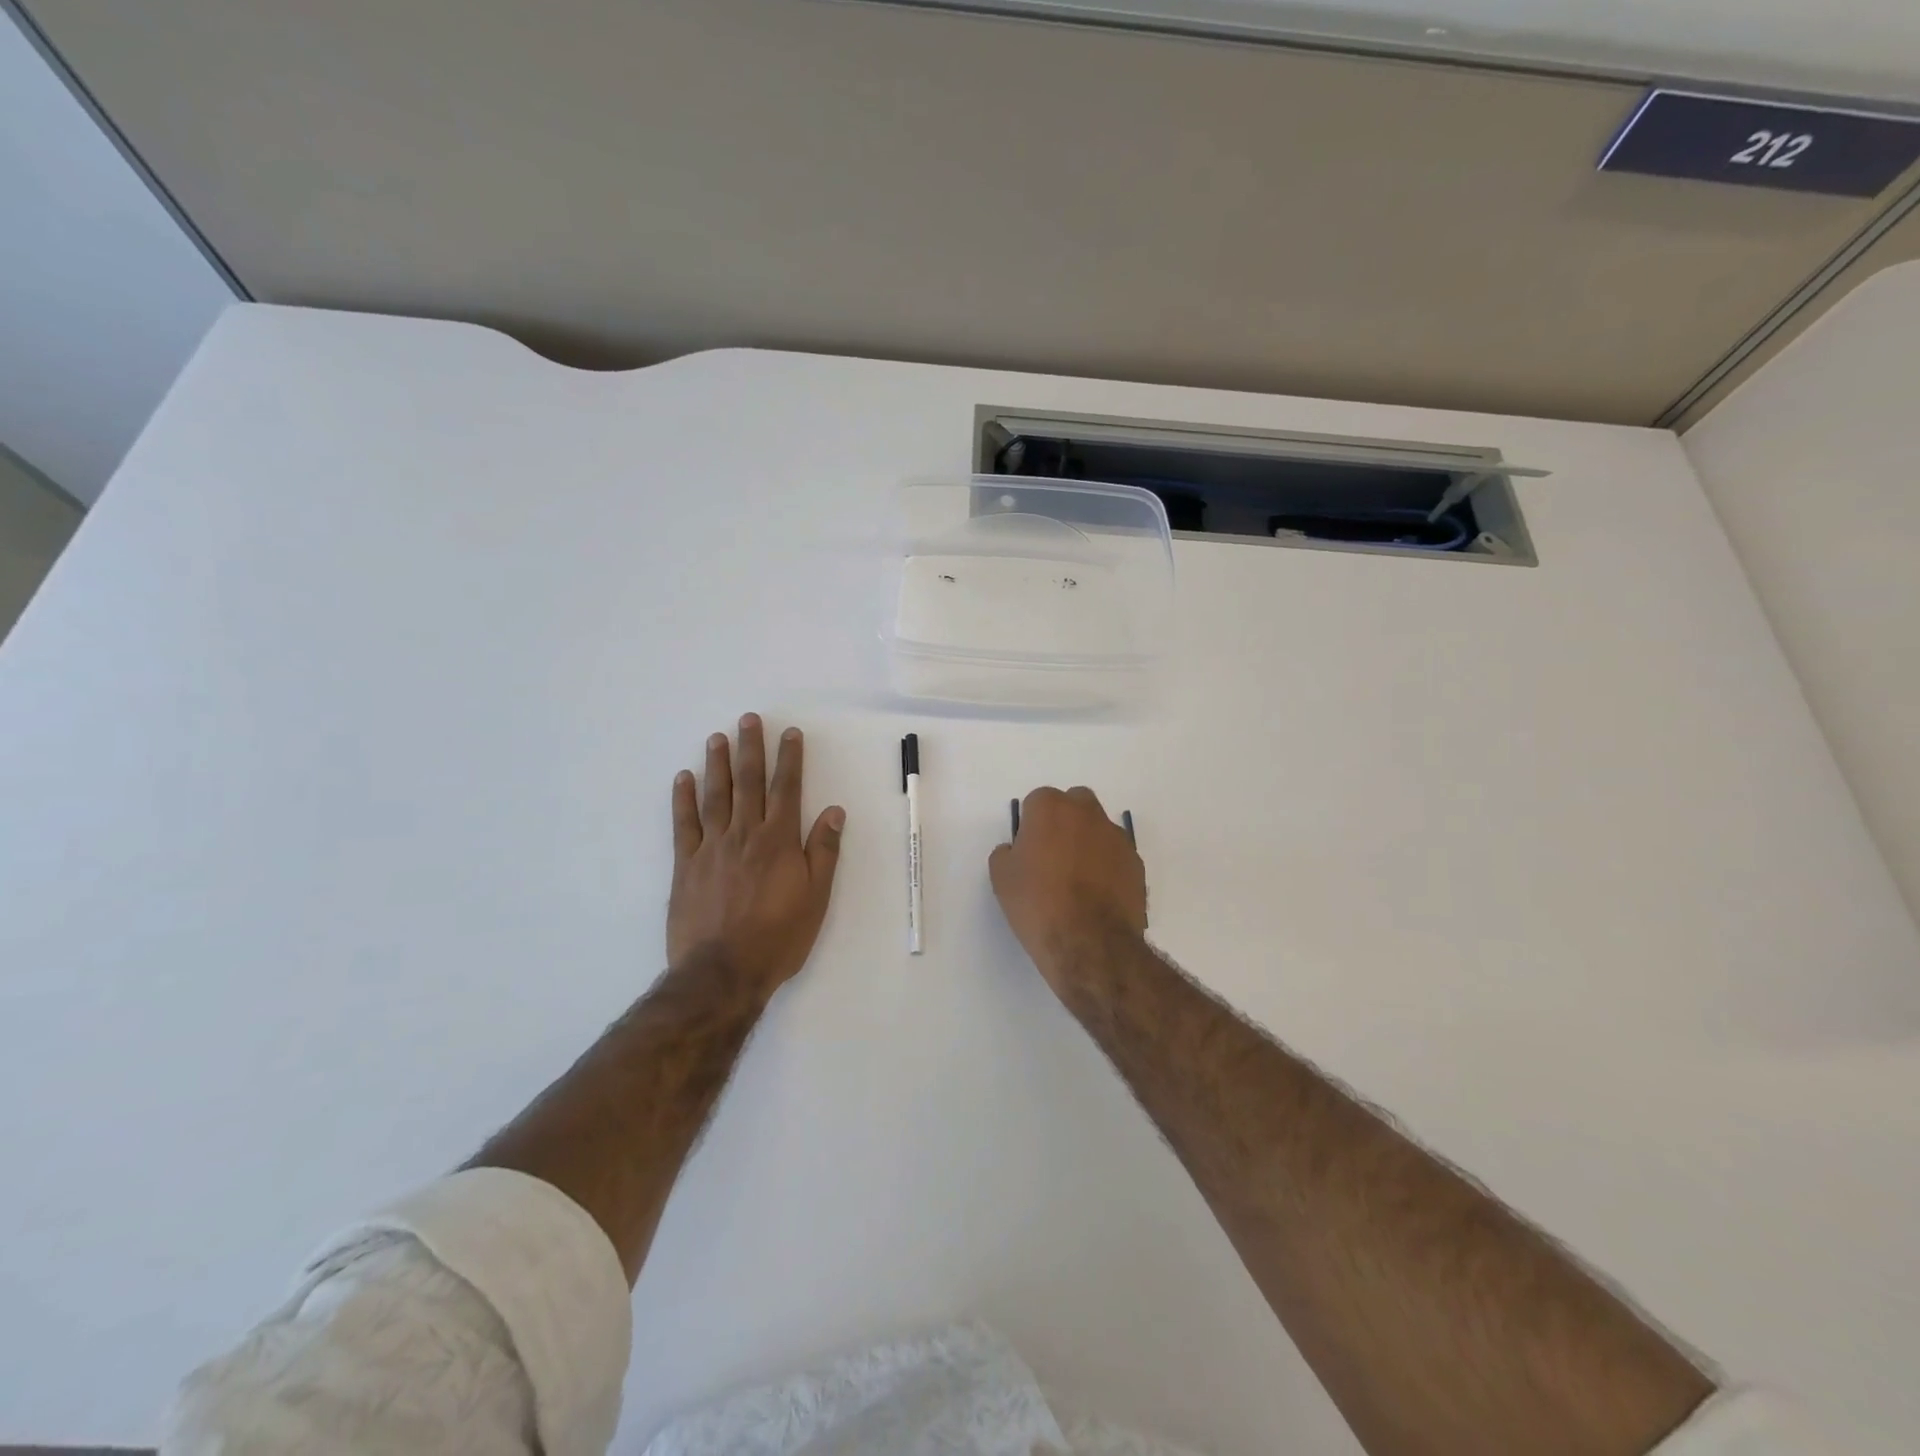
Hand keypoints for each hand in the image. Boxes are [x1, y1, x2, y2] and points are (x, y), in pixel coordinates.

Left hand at [668, 714, 844, 997]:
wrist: (723, 971)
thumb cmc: (778, 937)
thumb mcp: (816, 898)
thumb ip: (824, 851)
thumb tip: (834, 811)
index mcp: (779, 841)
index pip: (786, 789)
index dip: (789, 759)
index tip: (789, 733)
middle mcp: (745, 835)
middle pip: (748, 783)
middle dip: (751, 749)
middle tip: (749, 719)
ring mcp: (712, 847)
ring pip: (715, 796)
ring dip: (717, 764)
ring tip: (718, 737)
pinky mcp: (686, 864)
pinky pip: (684, 824)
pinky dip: (683, 799)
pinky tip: (684, 778)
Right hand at [989, 786, 1146, 992]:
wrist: (1089, 943)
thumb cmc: (1037, 904)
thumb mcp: (1001, 878)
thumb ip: (1007, 853)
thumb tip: (1017, 850)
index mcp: (1050, 808)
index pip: (1038, 801)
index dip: (1032, 825)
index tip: (1029, 850)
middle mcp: (1087, 813)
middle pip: (1074, 804)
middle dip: (1065, 822)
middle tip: (1053, 856)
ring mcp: (1116, 837)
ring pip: (1099, 829)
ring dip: (1088, 843)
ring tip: (1078, 881)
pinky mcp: (1136, 863)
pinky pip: (1116, 855)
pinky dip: (1108, 867)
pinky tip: (1097, 896)